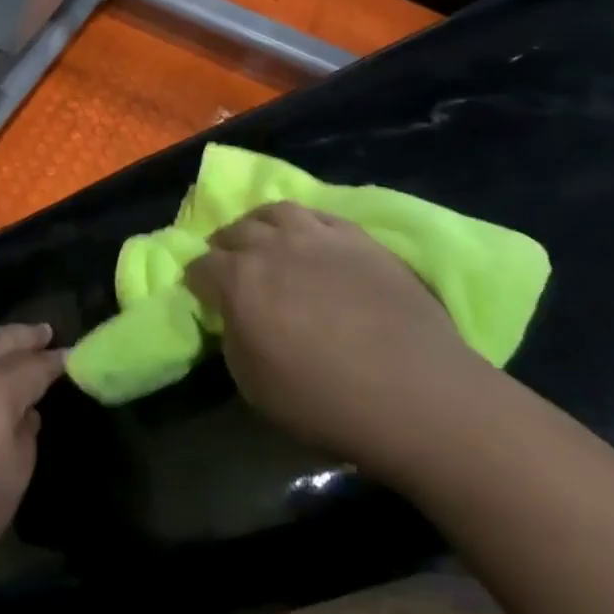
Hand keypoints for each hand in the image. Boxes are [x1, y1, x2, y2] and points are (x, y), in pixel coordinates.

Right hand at [186, 203, 483, 460]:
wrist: (416, 393)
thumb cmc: (325, 401)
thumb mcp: (254, 386)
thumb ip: (234, 339)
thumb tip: (234, 316)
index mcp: (238, 281)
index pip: (200, 268)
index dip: (197, 282)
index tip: (202, 295)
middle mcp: (271, 246)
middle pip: (234, 232)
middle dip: (224, 248)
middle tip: (230, 267)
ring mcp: (317, 236)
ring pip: (274, 212)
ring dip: (260, 225)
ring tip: (264, 240)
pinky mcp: (357, 237)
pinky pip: (318, 214)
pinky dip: (302, 223)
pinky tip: (307, 238)